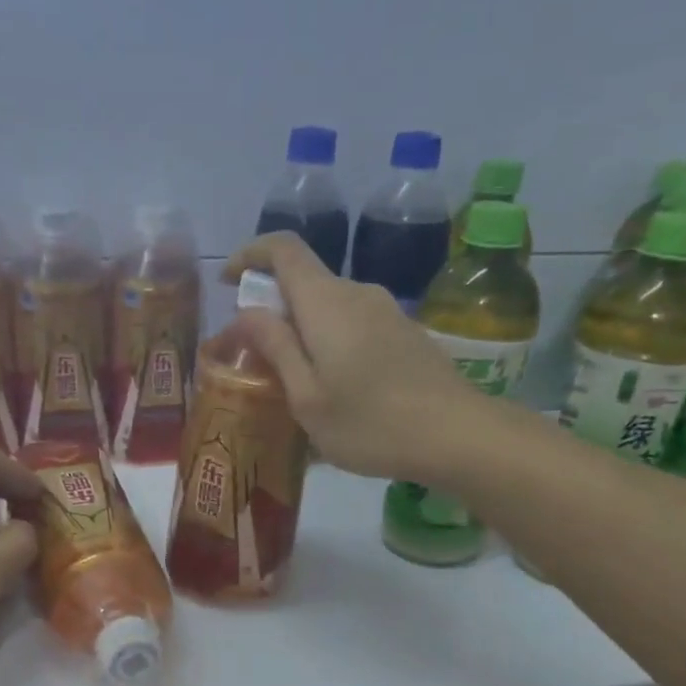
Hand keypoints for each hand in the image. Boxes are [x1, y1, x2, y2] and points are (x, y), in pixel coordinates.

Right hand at [226, 232, 494, 485]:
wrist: (458, 435)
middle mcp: (357, 293)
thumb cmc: (370, 423)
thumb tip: (248, 312)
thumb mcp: (307, 397)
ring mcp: (386, 312)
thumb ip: (276, 348)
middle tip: (255, 357)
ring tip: (293, 382)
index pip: (283, 249)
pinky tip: (335, 390)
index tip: (227, 284)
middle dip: (272, 309)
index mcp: (325, 302)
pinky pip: (354, 326)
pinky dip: (331, 343)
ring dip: (303, 331)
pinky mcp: (405, 333)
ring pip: (330, 308)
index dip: (250, 256)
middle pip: (305, 282)